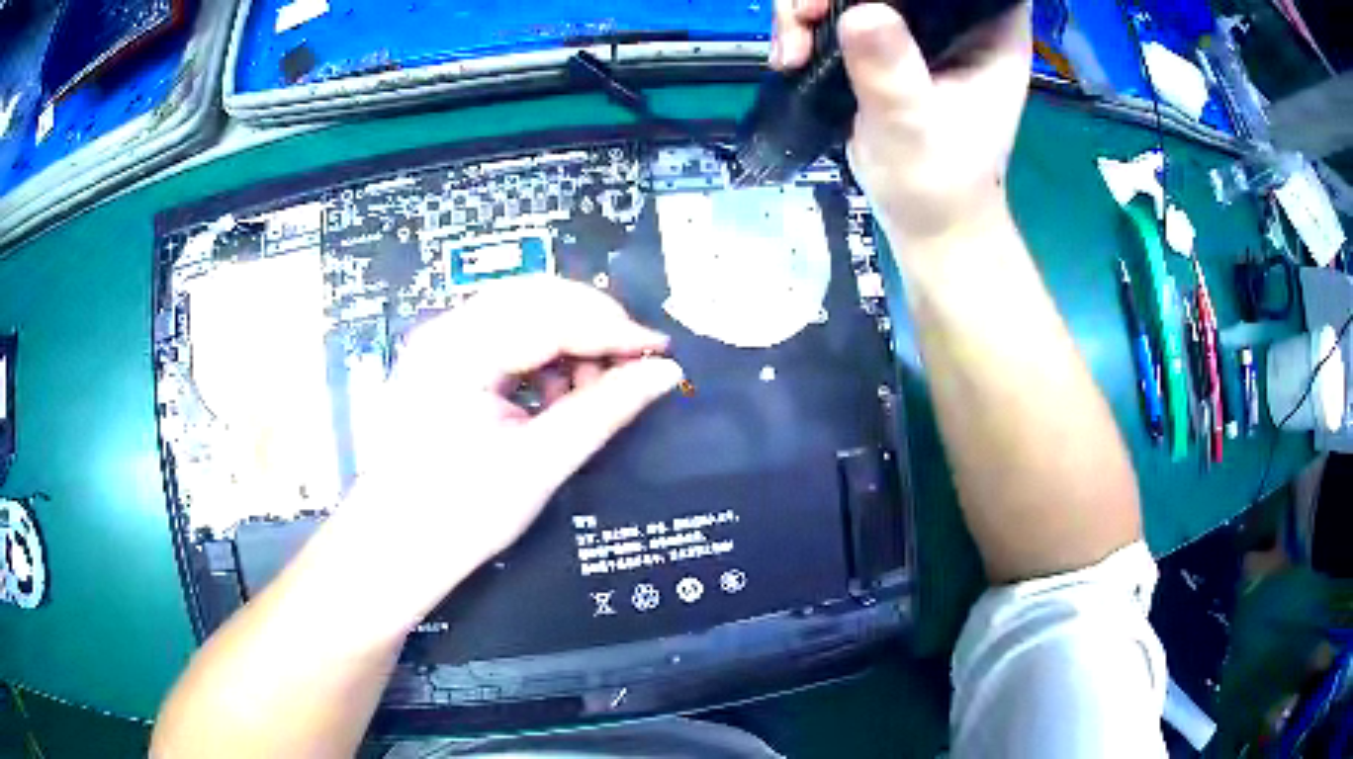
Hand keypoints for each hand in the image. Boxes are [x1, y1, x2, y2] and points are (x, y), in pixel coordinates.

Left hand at [329, 277, 683, 622]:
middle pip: (536, 297)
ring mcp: (441, 343)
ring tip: (589, 390)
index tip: (659, 348)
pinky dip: (543, 355)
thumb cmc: (460, 514)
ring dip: (568, 338)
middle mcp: (445, 331)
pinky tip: (557, 394)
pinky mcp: (445, 360)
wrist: (399, 546)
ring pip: (524, 311)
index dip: (613, 328)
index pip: (551, 315)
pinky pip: (507, 335)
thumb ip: (606, 409)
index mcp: (459, 352)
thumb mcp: (541, 462)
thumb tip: (662, 373)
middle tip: (632, 362)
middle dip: (592, 324)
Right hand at [772, 0, 1031, 245]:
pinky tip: (792, 55)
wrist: (924, 218)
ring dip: (808, 5)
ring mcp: (918, 25)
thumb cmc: (937, 184)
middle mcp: (956, 17)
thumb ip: (891, 74)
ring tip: (792, 50)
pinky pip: (837, 6)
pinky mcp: (886, 39)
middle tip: (805, 17)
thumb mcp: (914, 130)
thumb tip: (859, 12)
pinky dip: (805, 22)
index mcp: (990, 28)